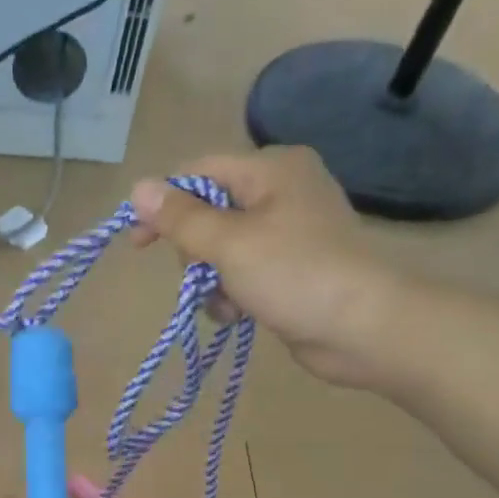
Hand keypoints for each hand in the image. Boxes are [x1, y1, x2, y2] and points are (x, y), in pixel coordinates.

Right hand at [130, 148, 410, 389]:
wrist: (360, 328)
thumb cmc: (294, 273)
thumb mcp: (228, 243)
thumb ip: (181, 218)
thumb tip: (138, 188)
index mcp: (271, 169)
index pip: (199, 172)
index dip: (163, 204)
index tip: (137, 244)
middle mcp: (280, 193)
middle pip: (208, 213)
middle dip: (194, 252)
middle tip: (200, 276)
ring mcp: (287, 234)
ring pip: (221, 251)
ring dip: (211, 282)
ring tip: (226, 303)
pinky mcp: (290, 270)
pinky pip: (241, 275)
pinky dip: (231, 295)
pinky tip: (238, 315)